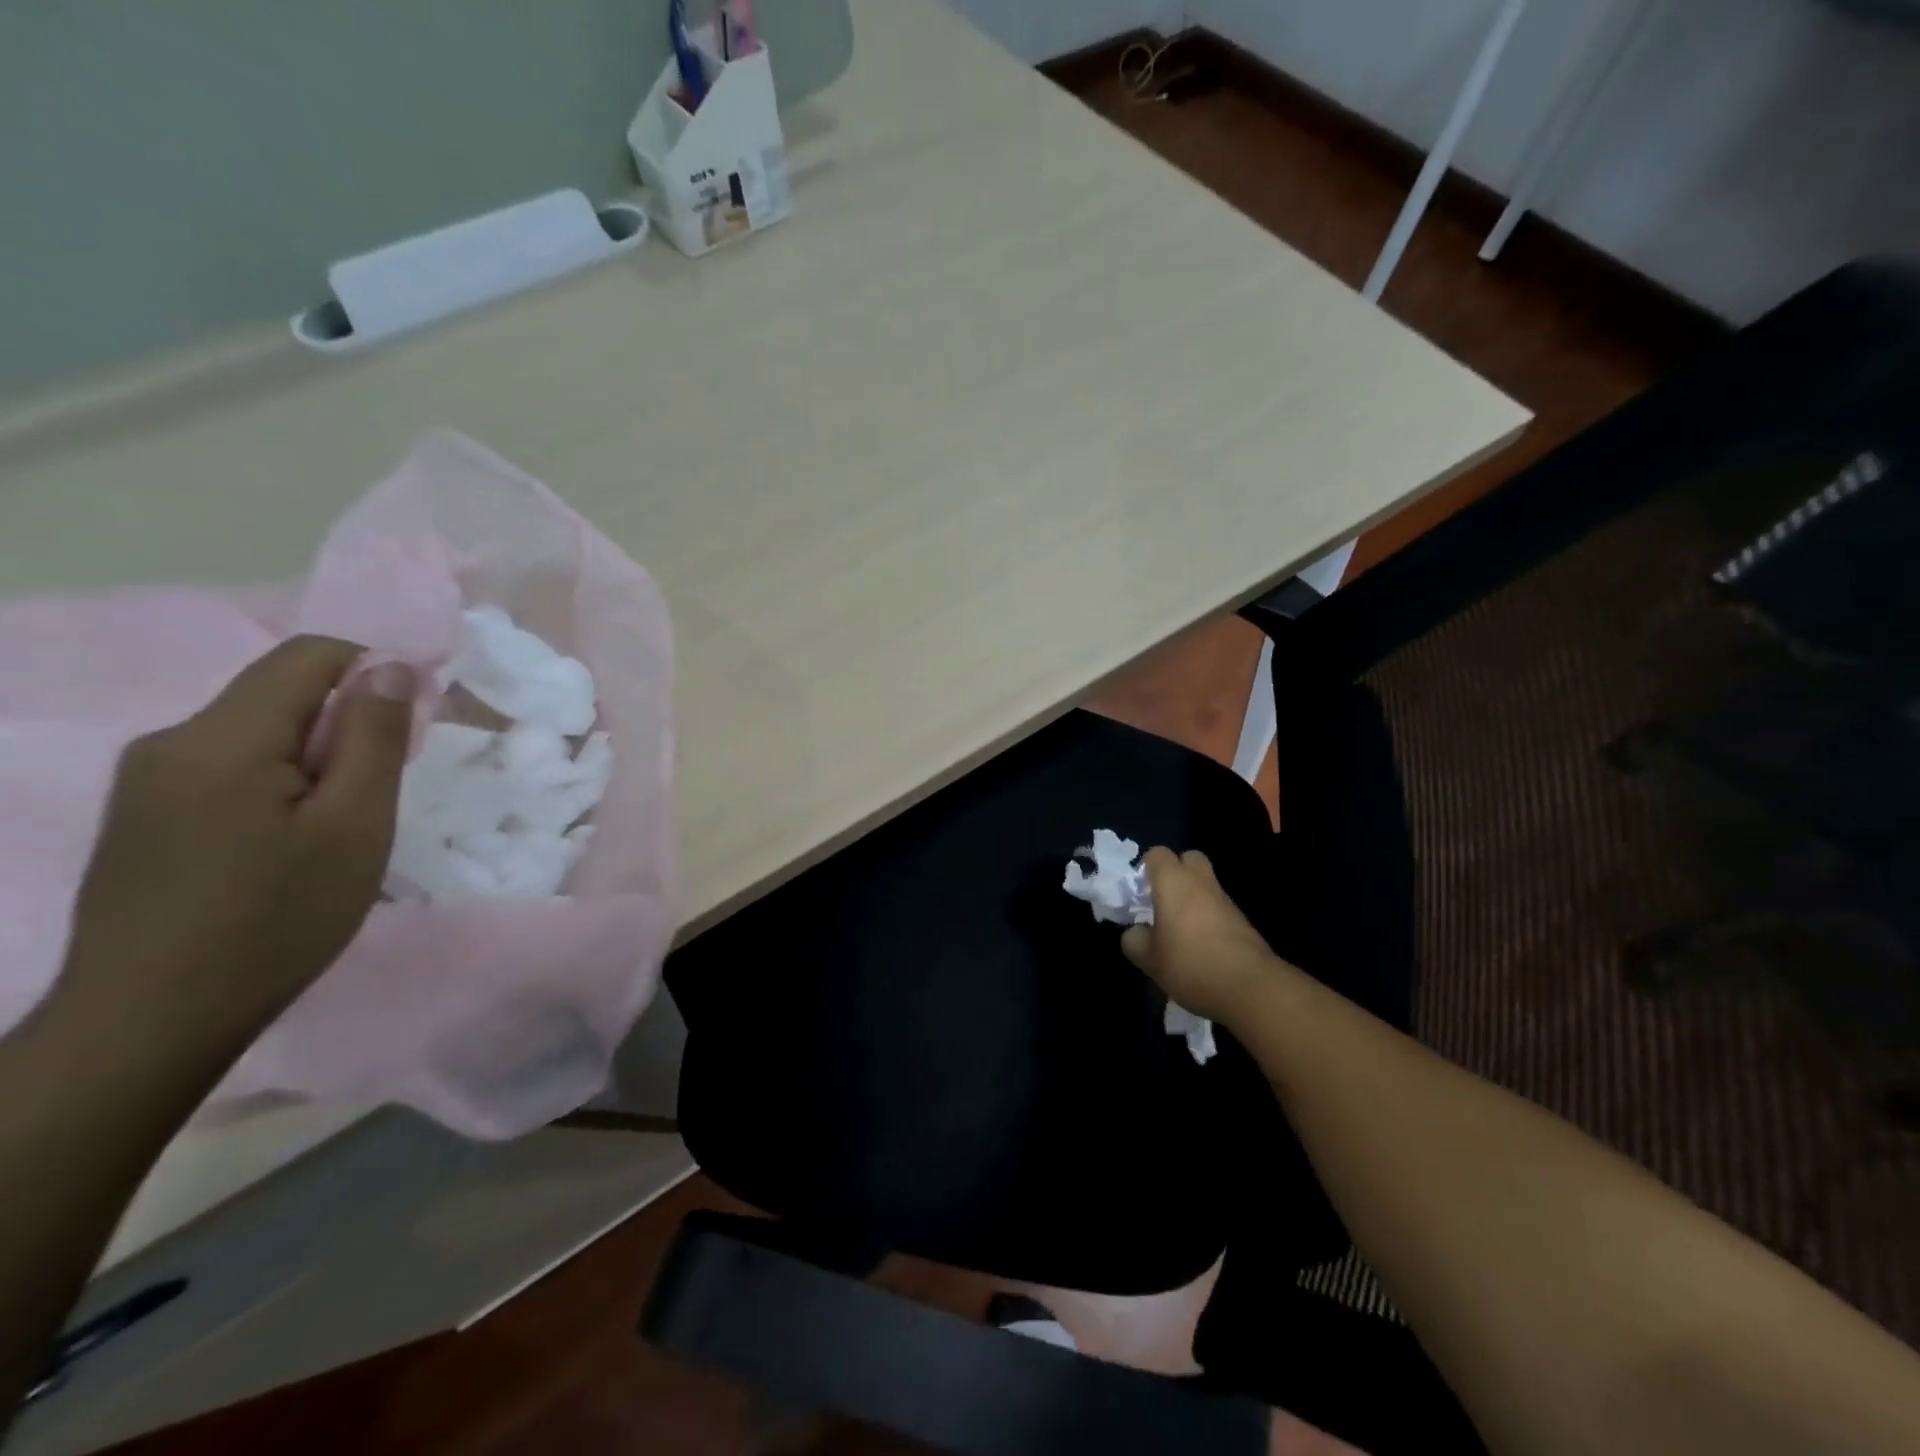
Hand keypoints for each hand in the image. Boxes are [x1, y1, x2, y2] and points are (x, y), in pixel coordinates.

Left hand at [52, 637, 413, 1057]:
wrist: (151, 1022)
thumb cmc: (276, 920)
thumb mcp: (354, 826)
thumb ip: (372, 738)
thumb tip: (387, 667)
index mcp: (220, 739)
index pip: (308, 657)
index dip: (374, 672)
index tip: (410, 727)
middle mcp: (170, 743)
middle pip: (280, 695)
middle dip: (345, 727)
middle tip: (377, 797)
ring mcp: (146, 781)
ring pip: (257, 735)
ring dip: (315, 761)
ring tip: (337, 830)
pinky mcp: (143, 815)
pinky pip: (228, 769)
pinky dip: (279, 785)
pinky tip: (290, 845)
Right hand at [1120, 848, 1283, 1023]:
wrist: (1250, 987)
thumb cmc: (1190, 963)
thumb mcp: (1149, 959)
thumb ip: (1134, 939)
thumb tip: (1137, 932)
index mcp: (1173, 882)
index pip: (1157, 854)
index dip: (1146, 868)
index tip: (1140, 893)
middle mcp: (1200, 882)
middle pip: (1188, 859)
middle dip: (1175, 873)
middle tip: (1162, 902)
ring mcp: (1225, 899)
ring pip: (1205, 884)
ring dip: (1192, 898)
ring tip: (1179, 930)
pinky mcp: (1242, 920)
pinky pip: (1218, 907)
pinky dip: (1208, 917)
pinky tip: (1201, 946)